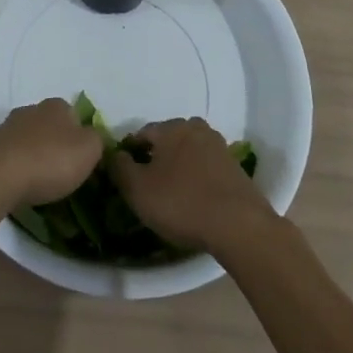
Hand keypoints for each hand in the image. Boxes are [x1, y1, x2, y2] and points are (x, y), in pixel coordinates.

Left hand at [0, 98, 104, 214]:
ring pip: (30, 140)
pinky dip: (18, 167)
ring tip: (41, 183)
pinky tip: (21, 185)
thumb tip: (92, 138)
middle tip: (63, 173)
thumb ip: (97, 140)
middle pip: (51, 126)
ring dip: (36, 156)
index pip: (75, 115)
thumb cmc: (49, 160)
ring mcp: (8, 127)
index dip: (81, 137)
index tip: (82, 161)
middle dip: (57, 145)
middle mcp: (32, 109)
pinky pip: (12, 156)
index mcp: (57, 105)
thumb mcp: (89, 150)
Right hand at [110, 117, 273, 254]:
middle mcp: (195, 127)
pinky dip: (199, 177)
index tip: (127, 175)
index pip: (142, 133)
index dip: (131, 152)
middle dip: (157, 157)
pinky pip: (208, 167)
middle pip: (168, 139)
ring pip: (190, 151)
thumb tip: (114, 154)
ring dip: (180, 166)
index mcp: (170, 127)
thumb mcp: (138, 190)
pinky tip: (196, 198)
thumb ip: (120, 168)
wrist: (238, 224)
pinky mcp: (235, 167)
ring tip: (174, 193)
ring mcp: (219, 146)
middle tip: (150, 184)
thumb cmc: (182, 203)